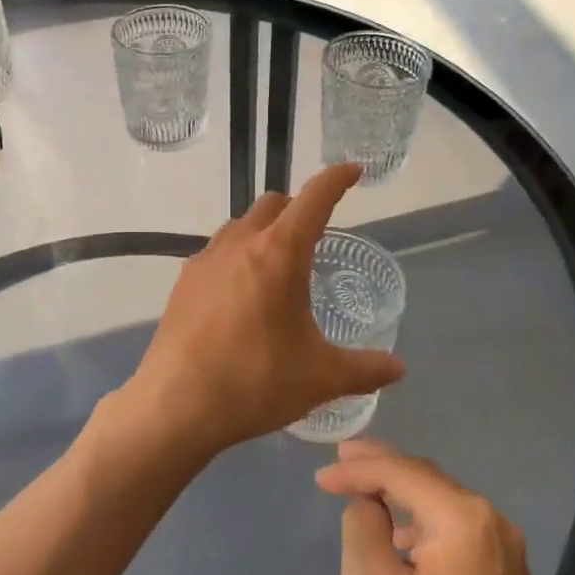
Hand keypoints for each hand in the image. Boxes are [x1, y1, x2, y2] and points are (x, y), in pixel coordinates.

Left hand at [123, 164, 403, 456]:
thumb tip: (398, 370)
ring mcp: (206, 259)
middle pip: (273, 204)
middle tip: (316, 234)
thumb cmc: (255, 381)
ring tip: (278, 266)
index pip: (314, 199)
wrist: (176, 404)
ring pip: (240, 224)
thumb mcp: (319, 377)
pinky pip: (217, 252)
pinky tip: (241, 295)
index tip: (352, 171)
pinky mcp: (184, 281)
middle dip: (298, 207)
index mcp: (279, 253)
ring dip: (264, 230)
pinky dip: (237, 256)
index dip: (336, 179)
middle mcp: (240, 243)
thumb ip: (364, 369)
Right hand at [316, 440, 540, 574]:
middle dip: (380, 469)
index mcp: (466, 521)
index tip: (320, 476)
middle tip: (339, 462)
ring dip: (401, 495)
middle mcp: (496, 526)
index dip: (357, 468)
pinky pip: (456, 533)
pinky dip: (422, 524)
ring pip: (442, 505)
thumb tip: (369, 502)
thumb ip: (363, 524)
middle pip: (427, 481)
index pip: (402, 473)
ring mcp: (506, 557)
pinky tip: (396, 536)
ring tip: (360, 490)